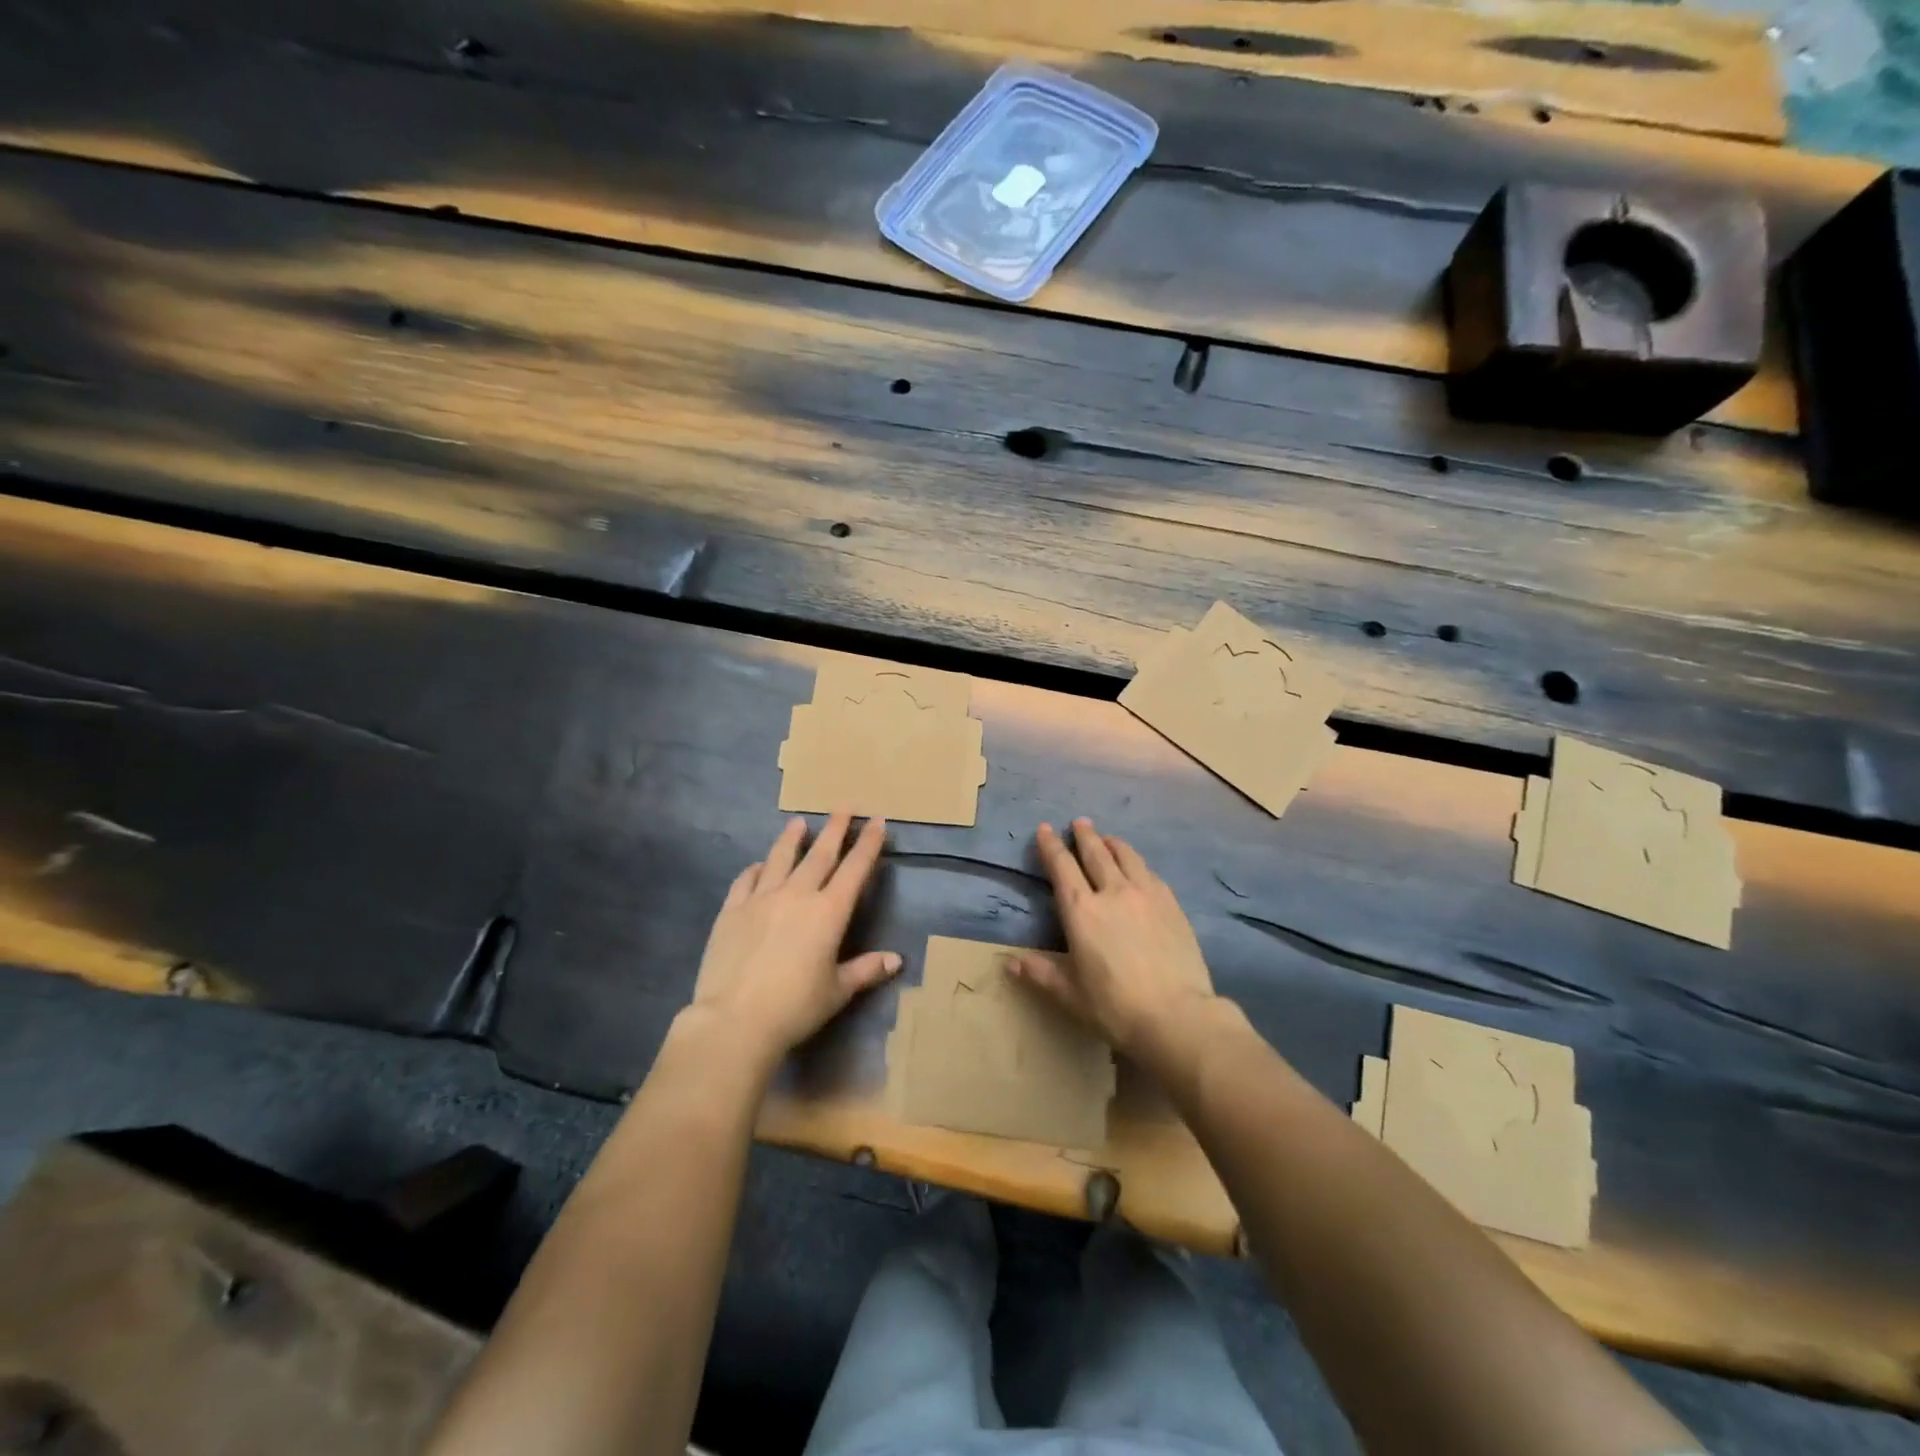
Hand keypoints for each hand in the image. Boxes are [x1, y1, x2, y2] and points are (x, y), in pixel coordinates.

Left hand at [689, 812, 900, 1064]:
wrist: (735, 1020)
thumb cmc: (795, 1007)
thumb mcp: (837, 991)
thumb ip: (866, 970)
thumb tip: (896, 960)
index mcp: (829, 912)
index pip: (855, 868)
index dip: (868, 843)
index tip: (876, 820)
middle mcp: (797, 895)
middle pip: (820, 853)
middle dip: (835, 828)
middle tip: (844, 805)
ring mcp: (761, 899)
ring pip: (780, 858)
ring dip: (792, 838)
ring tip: (799, 821)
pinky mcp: (732, 910)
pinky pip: (746, 880)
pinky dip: (756, 869)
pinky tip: (758, 865)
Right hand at [1007, 818, 1216, 1058]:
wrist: (1177, 1015)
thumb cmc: (1115, 1007)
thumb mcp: (1070, 995)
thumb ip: (1041, 974)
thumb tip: (1010, 963)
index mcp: (1081, 911)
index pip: (1062, 867)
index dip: (1051, 846)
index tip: (1045, 829)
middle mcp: (1112, 892)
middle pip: (1096, 853)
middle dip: (1084, 835)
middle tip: (1079, 822)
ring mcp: (1146, 895)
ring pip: (1127, 856)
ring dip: (1113, 843)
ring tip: (1107, 838)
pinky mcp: (1172, 904)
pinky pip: (1150, 873)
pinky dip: (1137, 863)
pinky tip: (1139, 868)